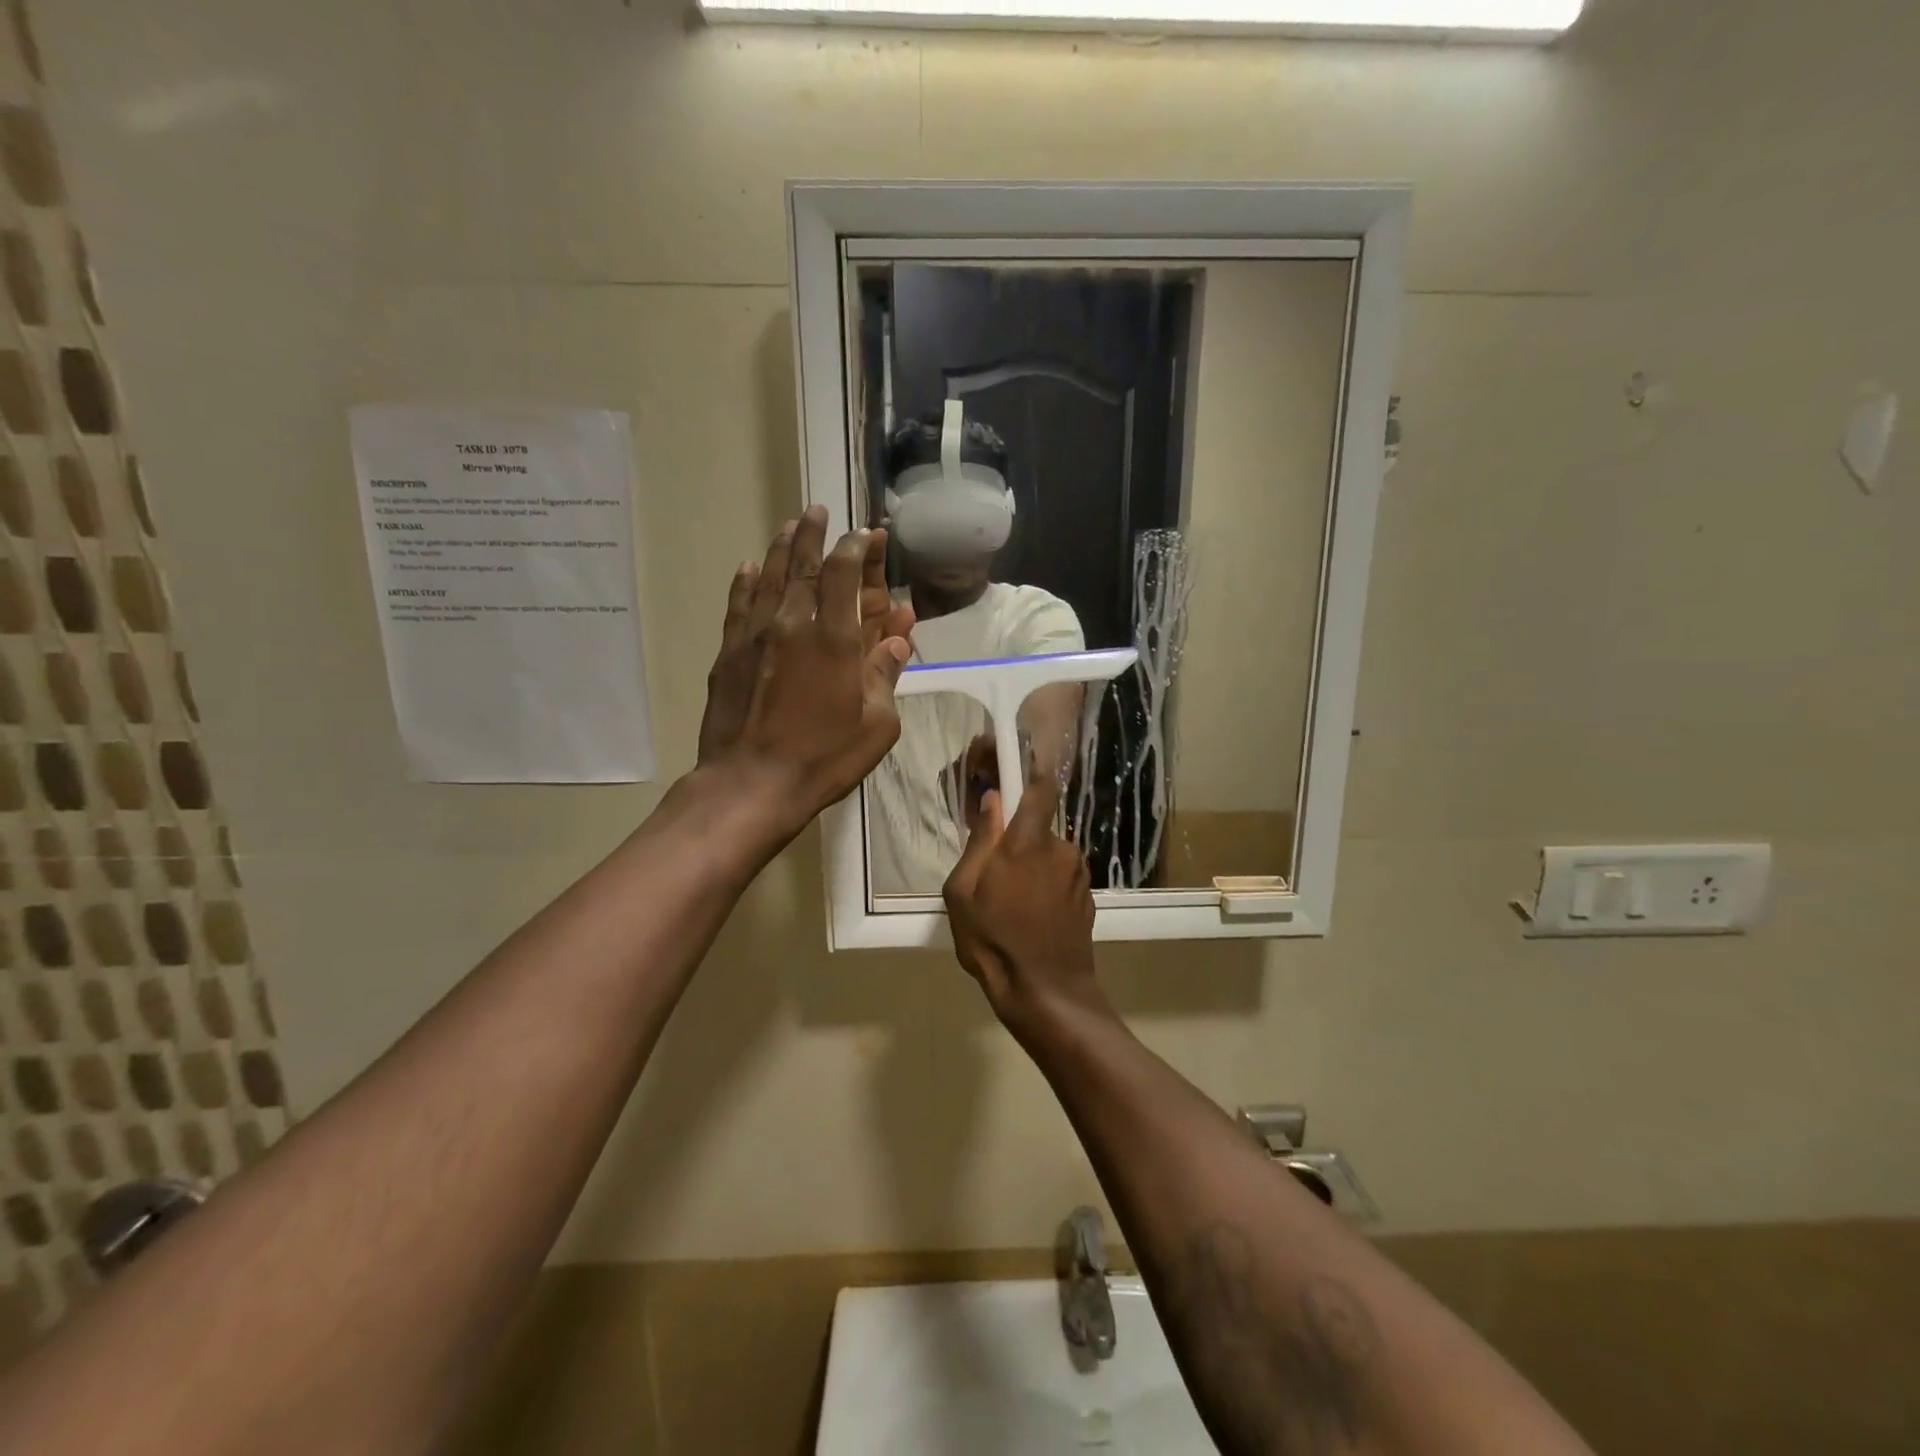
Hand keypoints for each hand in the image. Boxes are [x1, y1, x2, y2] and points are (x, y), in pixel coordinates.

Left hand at [698, 506, 914, 837]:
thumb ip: (885, 674)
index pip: (843, 573)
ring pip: (769, 577)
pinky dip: (746, 582)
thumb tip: (899, 638)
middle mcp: (792, 623)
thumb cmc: (823, 758)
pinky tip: (750, 567)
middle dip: (814, 534)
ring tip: (789, 526)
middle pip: (803, 564)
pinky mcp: (728, 653)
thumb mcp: (875, 724)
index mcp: (834, 638)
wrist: (750, 783)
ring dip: (781, 548)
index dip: (856, 548)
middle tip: (819, 511)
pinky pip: (738, 605)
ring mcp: (755, 636)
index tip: (865, 535)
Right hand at [943, 756, 1103, 1032]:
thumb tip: (991, 801)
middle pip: (1037, 825)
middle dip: (1015, 837)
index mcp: (1028, 841)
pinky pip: (1060, 876)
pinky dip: (1045, 884)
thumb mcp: (963, 892)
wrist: (1047, 992)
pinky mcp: (1086, 896)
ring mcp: (1078, 872)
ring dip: (1030, 864)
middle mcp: (1061, 848)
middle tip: (991, 868)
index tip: (1010, 773)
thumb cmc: (994, 940)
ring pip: (1048, 853)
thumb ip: (979, 841)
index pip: (1039, 787)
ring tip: (1009, 900)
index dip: (1028, 772)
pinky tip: (1030, 915)